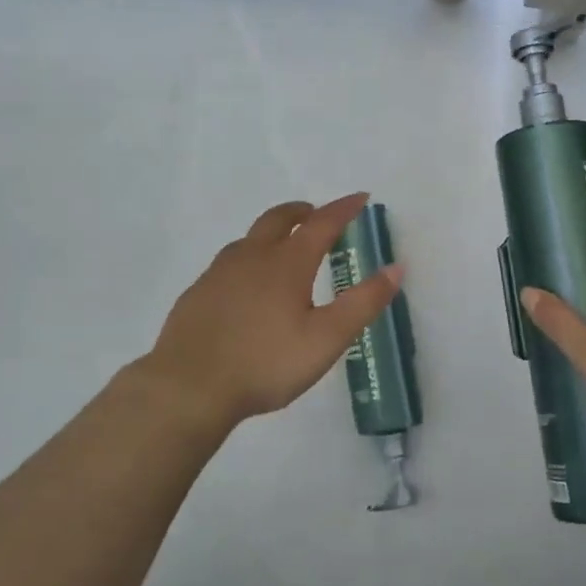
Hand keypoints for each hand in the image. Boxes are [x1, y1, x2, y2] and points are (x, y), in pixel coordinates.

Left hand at [140, 193, 401, 428]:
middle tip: (315, 214)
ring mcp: (219, 273)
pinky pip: (227, 264)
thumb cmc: (265, 363)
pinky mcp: (197, 293)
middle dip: (301, 211)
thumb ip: (363, 303)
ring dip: (271, 233)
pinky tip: (245, 288)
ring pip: (249, 239)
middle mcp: (252, 257)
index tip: (361, 197)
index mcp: (287, 263)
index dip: (344, 208)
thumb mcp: (326, 339)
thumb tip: (396, 268)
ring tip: (282, 249)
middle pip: (278, 219)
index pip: (323, 223)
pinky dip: (247, 260)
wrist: (189, 387)